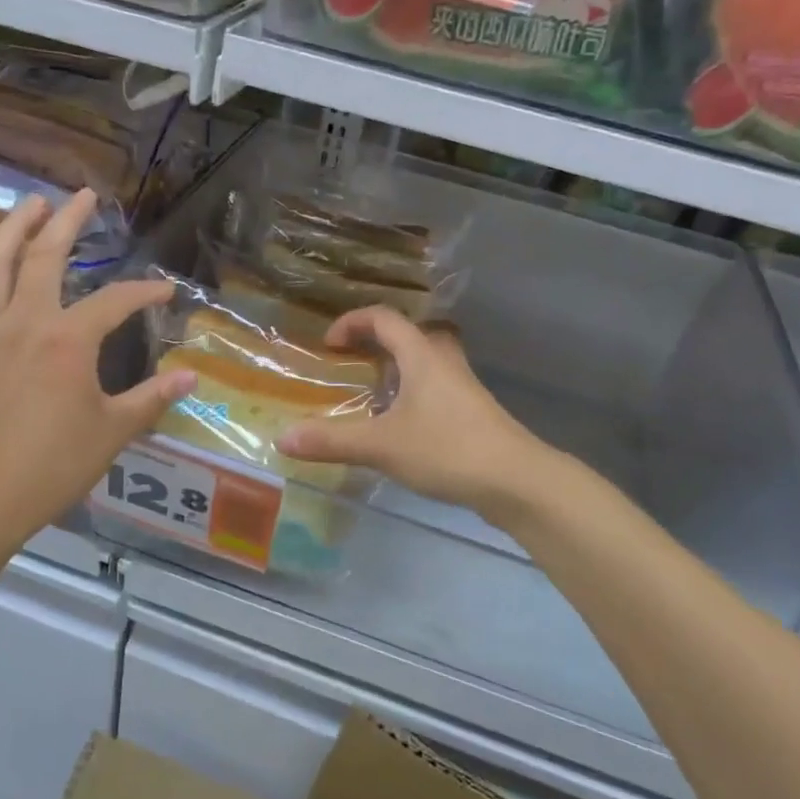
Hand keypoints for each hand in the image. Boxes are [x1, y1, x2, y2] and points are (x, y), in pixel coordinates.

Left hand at [0, 190, 195, 551]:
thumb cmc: (54, 465)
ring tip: (29, 206)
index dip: (145, 293)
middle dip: (67, 221)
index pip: (116, 301)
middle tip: (83, 197)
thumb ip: (153, 398)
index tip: (165, 295)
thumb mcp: (114, 431)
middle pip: (45, 256)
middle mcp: (25, 322)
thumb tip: (192, 376)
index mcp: (69, 339)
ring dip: (11, 230)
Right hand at [276, 305, 551, 522]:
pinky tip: (401, 426)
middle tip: (354, 363)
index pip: (384, 318)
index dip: (352, 322)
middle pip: (410, 334)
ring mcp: (464, 387)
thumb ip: (332, 440)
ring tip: (373, 394)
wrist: (516, 480)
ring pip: (426, 362)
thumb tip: (282, 438)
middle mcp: (444, 362)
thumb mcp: (381, 445)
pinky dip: (413, 393)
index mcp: (421, 355)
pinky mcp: (474, 413)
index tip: (329, 344)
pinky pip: (436, 388)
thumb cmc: (447, 449)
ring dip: (398, 368)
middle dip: (378, 342)